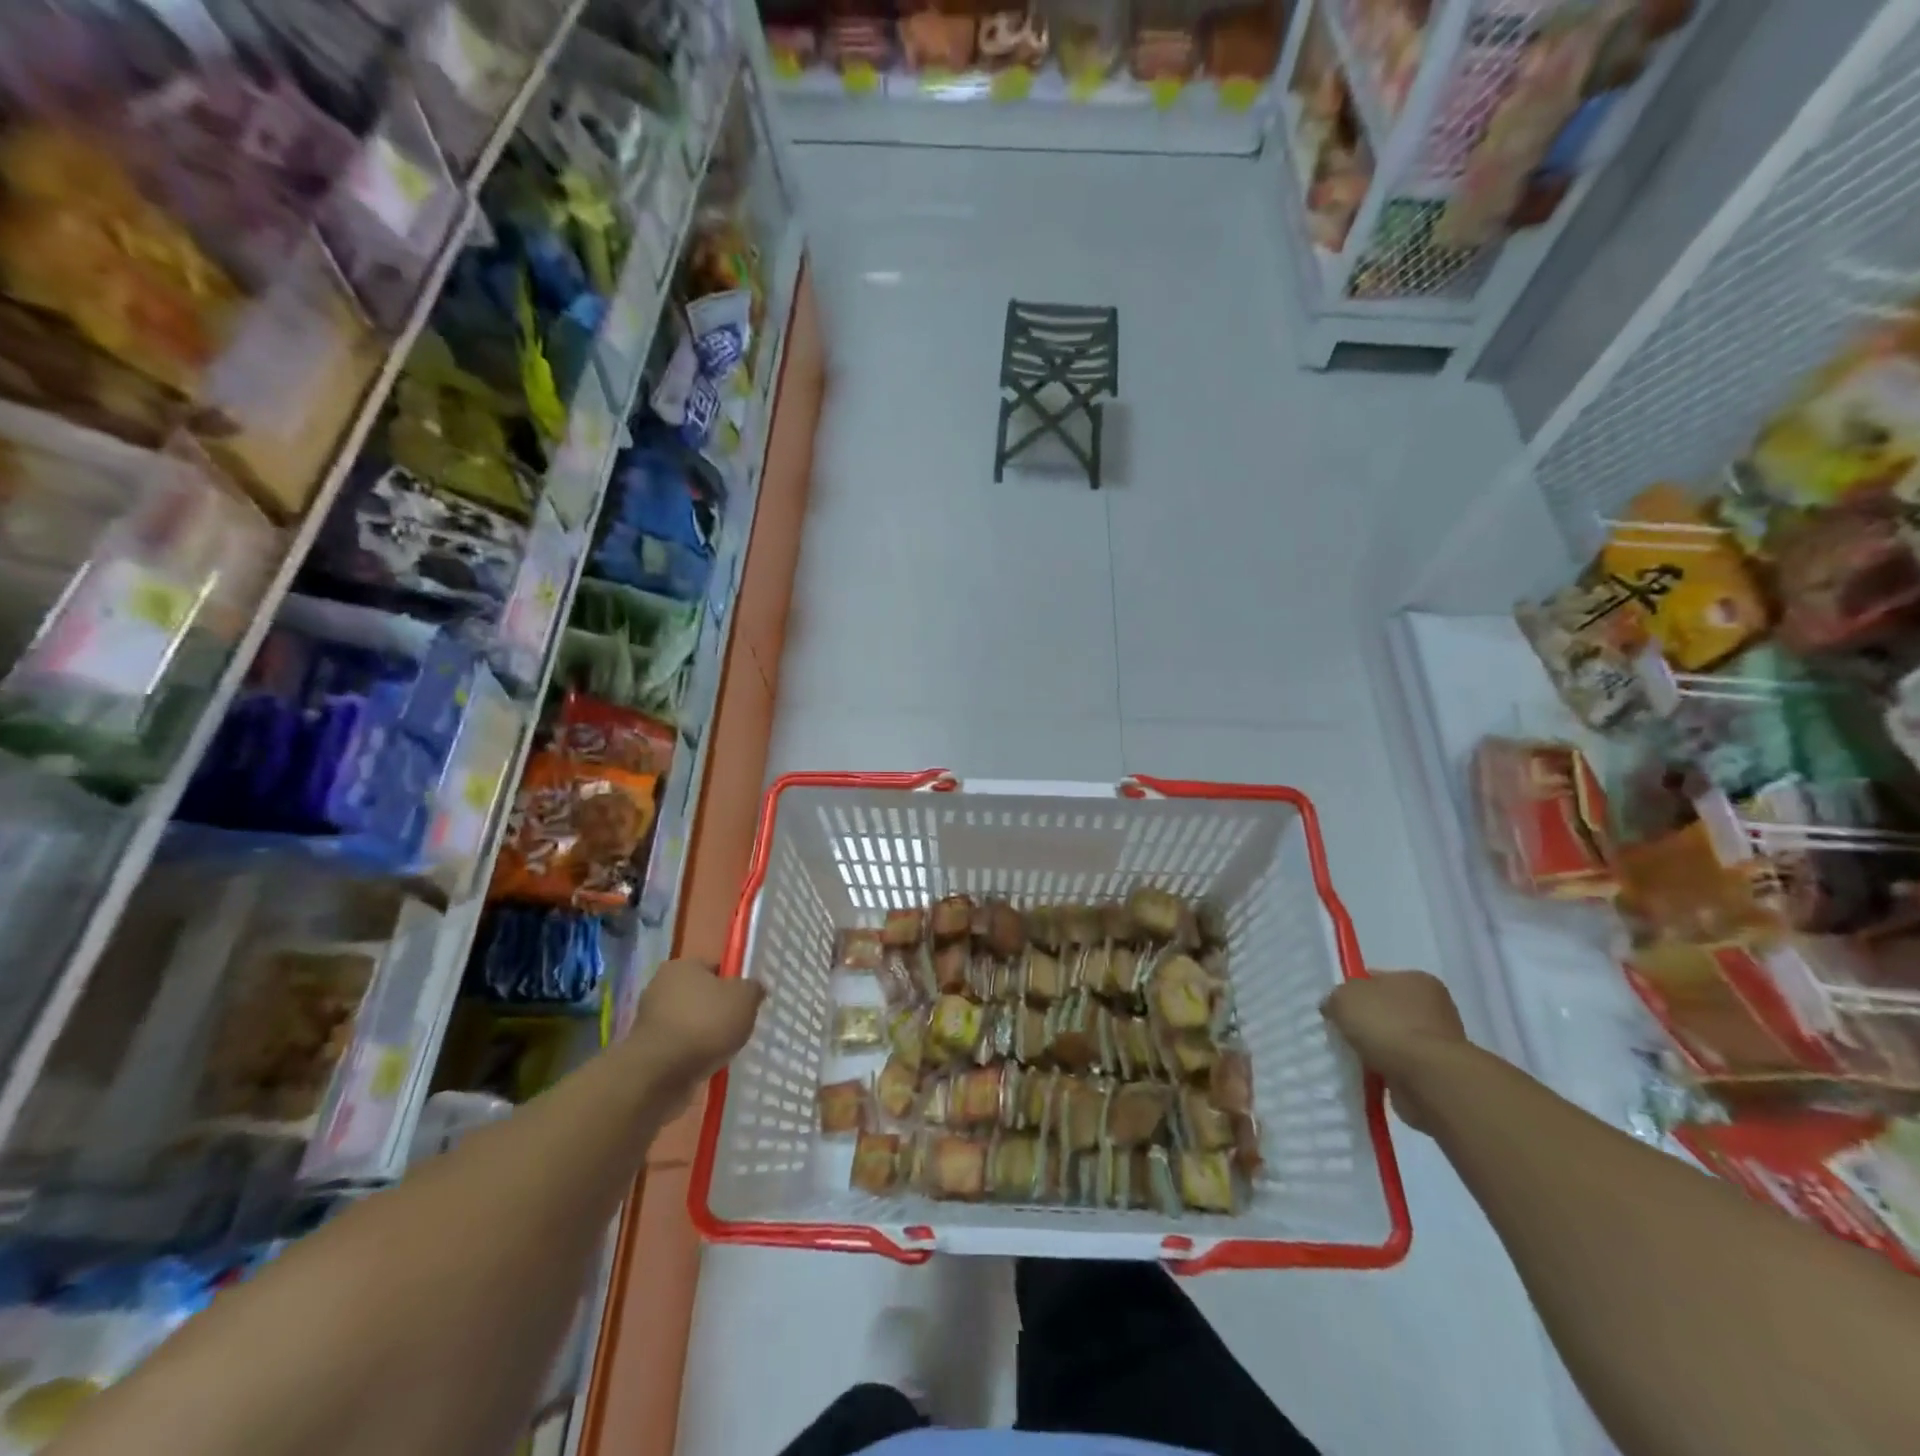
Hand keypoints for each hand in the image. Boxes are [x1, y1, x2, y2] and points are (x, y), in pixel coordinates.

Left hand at [633, 958, 764, 1085]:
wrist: (659, 1073)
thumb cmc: (705, 1024)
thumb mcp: (745, 998)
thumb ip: (753, 988)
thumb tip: (754, 988)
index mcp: (682, 965)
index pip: (715, 968)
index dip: (734, 983)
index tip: (747, 1002)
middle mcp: (661, 986)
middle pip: (701, 995)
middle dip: (718, 1010)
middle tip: (739, 1026)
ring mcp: (650, 1019)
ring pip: (689, 1022)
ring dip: (704, 1034)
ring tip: (724, 1050)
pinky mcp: (646, 1049)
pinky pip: (678, 1046)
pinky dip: (691, 1053)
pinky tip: (705, 1064)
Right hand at [1321, 970, 1468, 1134]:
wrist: (1426, 1078)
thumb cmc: (1387, 1025)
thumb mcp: (1344, 998)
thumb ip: (1335, 998)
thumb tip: (1334, 1008)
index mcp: (1416, 979)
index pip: (1376, 979)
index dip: (1353, 991)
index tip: (1337, 1008)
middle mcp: (1433, 1006)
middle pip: (1386, 1010)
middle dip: (1365, 1022)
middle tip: (1342, 1033)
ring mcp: (1439, 1040)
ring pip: (1394, 1039)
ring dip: (1376, 1048)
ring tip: (1354, 1057)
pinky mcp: (1438, 1071)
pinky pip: (1401, 1065)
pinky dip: (1386, 1069)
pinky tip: (1370, 1074)